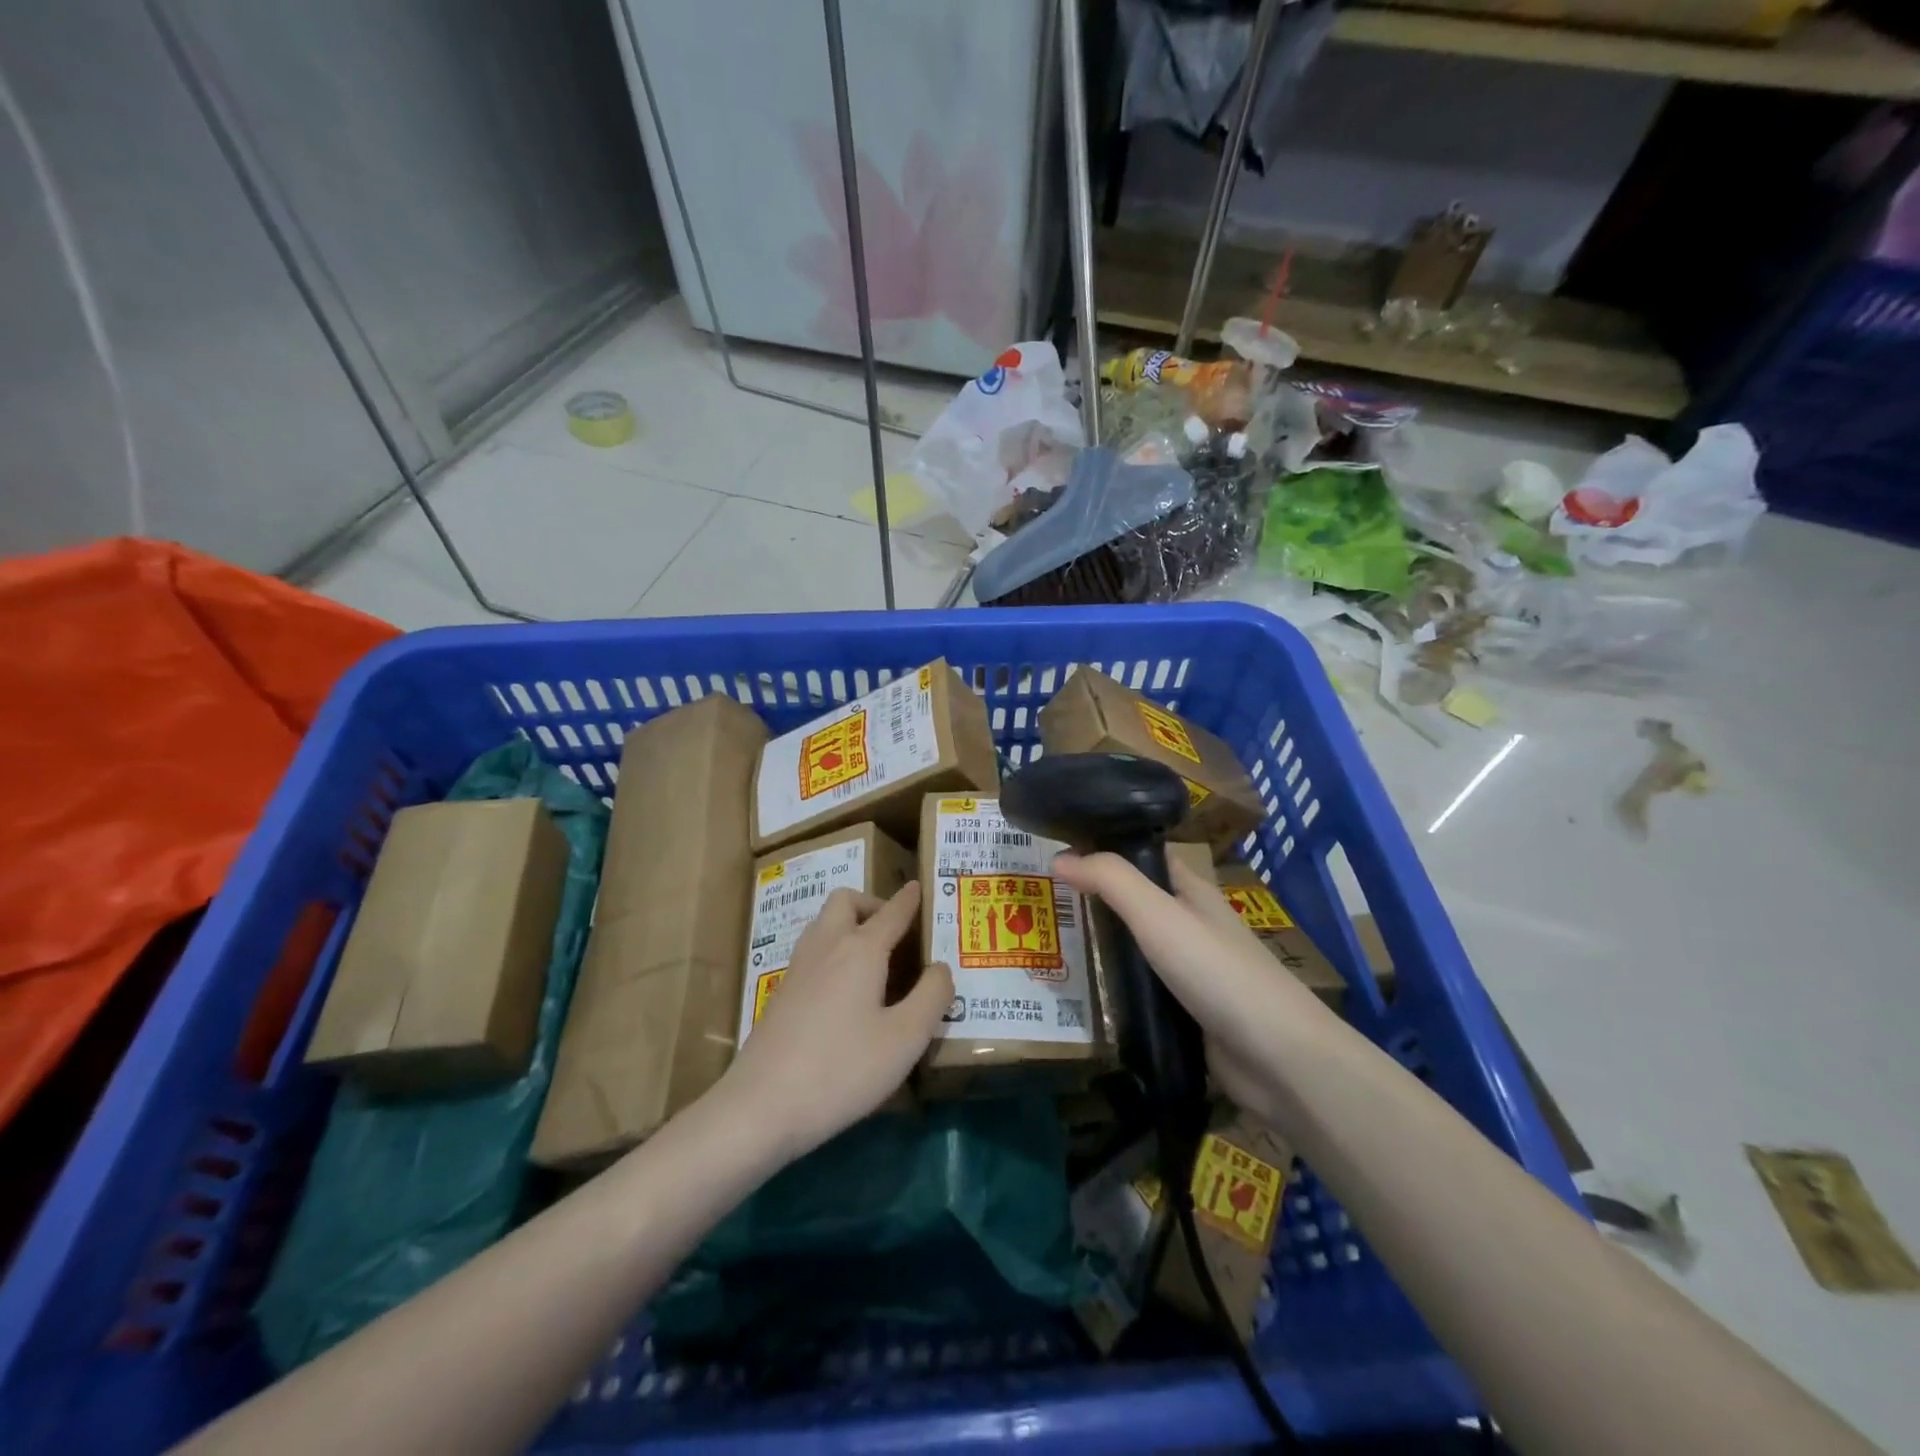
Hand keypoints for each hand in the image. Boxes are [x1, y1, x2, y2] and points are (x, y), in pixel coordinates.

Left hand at [717, 882, 951, 1161]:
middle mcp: (827, 946)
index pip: (892, 912)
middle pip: (846, 902)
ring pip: (824, 925)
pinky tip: (846, 992)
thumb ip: (932, 997)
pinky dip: (834, 952)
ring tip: (874, 960)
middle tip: (895, 933)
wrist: (760, 1106)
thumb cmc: (842, 1069)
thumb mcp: (905, 1038)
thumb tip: (941, 968)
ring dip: (849, 926)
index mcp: (861, 949)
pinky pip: (813, 952)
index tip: (919, 888)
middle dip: (872, 905)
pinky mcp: (781, 995)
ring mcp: (798, 969)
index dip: (910, 899)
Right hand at [1051, 852, 1340, 1128]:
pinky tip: (1079, 994)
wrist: (1277, 1058)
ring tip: (1047, 946)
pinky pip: (1140, 992)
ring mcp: (1189, 972)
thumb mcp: (1158, 914)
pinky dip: (1113, 989)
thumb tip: (1059, 858)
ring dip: (1100, 948)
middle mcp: (1190, 925)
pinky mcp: (1185, 1013)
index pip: (1144, 856)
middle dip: (1093, 901)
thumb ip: (1110, 881)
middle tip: (1040, 903)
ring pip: (1135, 950)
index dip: (1105, 849)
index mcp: (1191, 891)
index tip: (1057, 851)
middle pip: (1135, 904)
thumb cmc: (1217, 971)